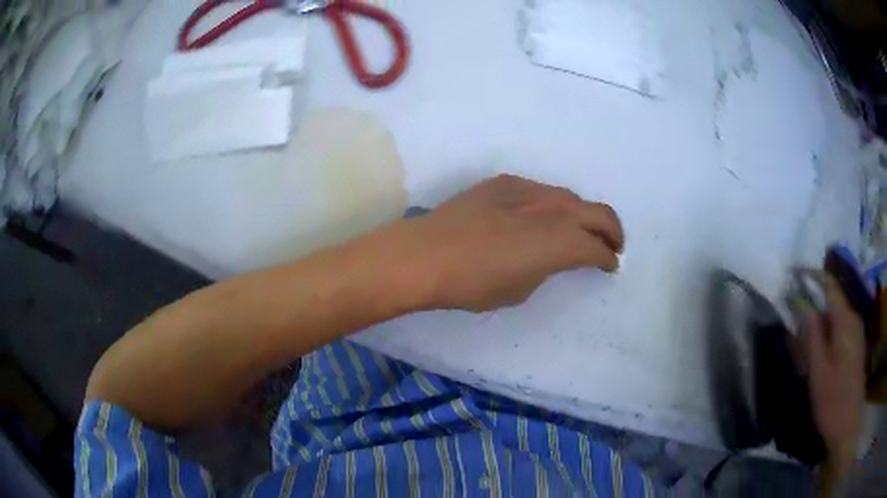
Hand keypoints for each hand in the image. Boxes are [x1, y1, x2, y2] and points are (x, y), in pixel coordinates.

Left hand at [403, 174, 623, 311]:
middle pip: (598, 213)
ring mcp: (529, 190)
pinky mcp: (506, 182)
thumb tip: (550, 256)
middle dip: (612, 231)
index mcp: (561, 242)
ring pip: (570, 197)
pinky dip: (551, 206)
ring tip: (579, 229)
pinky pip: (540, 192)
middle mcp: (553, 209)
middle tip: (612, 245)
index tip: (610, 265)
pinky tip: (539, 217)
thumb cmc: (474, 284)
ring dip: (582, 215)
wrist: (427, 254)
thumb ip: (546, 267)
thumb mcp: (520, 288)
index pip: (597, 248)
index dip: (608, 259)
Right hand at [799, 274, 864, 474]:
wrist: (847, 425)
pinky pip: (841, 328)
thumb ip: (813, 335)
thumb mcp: (818, 371)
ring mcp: (857, 332)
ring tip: (802, 333)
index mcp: (845, 320)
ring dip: (820, 319)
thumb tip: (804, 305)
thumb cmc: (832, 401)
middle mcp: (853, 319)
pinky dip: (828, 331)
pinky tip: (818, 349)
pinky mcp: (856, 346)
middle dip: (814, 302)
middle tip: (793, 313)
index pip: (829, 286)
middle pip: (833, 300)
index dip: (812, 277)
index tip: (794, 274)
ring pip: (836, 316)